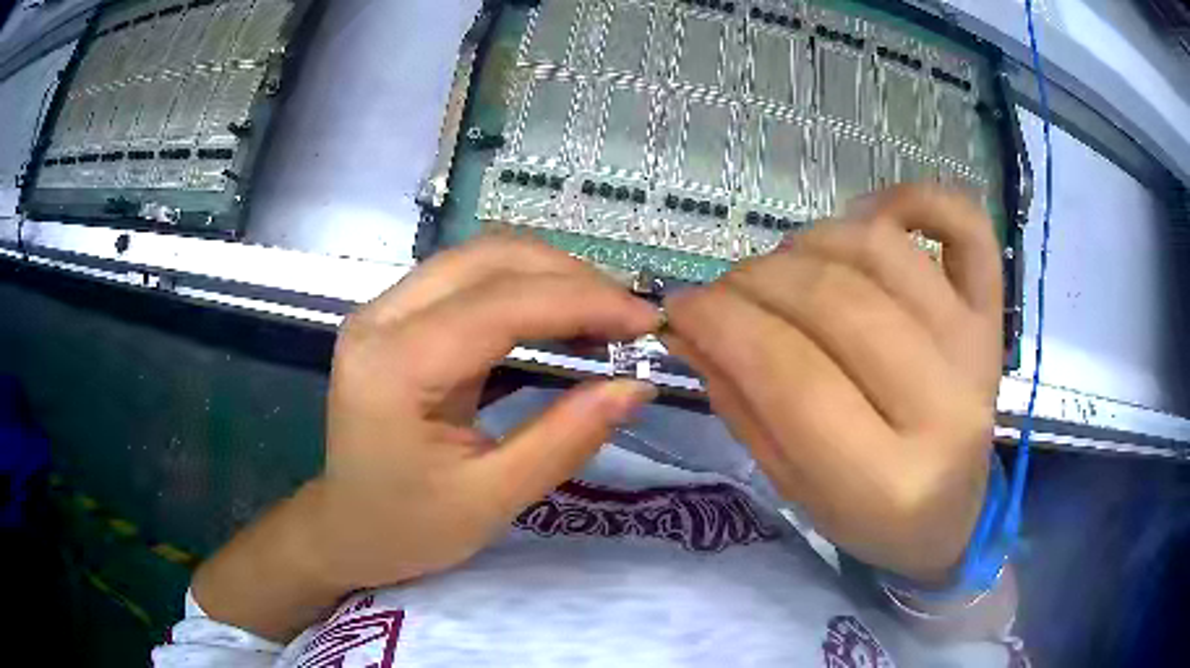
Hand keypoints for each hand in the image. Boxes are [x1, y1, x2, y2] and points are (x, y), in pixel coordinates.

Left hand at [193, 235, 659, 639]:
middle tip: (628, 318)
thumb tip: (635, 385)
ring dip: (550, 276)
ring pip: (480, 258)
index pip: (500, 303)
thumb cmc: (408, 528)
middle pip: (488, 258)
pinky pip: (470, 280)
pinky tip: (560, 320)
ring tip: (604, 317)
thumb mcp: (492, 499)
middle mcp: (380, 318)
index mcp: (394, 366)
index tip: (646, 322)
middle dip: (570, 277)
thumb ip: (566, 438)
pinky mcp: (396, 317)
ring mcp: (384, 311)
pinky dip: (525, 289)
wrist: (346, 529)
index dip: (582, 301)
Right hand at [664, 185, 1002, 583]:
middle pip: (835, 301)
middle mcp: (945, 407)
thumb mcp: (794, 486)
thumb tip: (689, 324)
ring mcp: (977, 346)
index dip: (723, 325)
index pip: (792, 375)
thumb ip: (742, 405)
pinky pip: (964, 222)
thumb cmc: (871, 516)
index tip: (681, 306)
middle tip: (725, 293)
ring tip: (787, 270)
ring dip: (811, 242)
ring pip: (880, 248)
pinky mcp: (994, 311)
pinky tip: (869, 215)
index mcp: (889, 480)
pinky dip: (912, 196)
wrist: (954, 512)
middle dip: (756, 282)